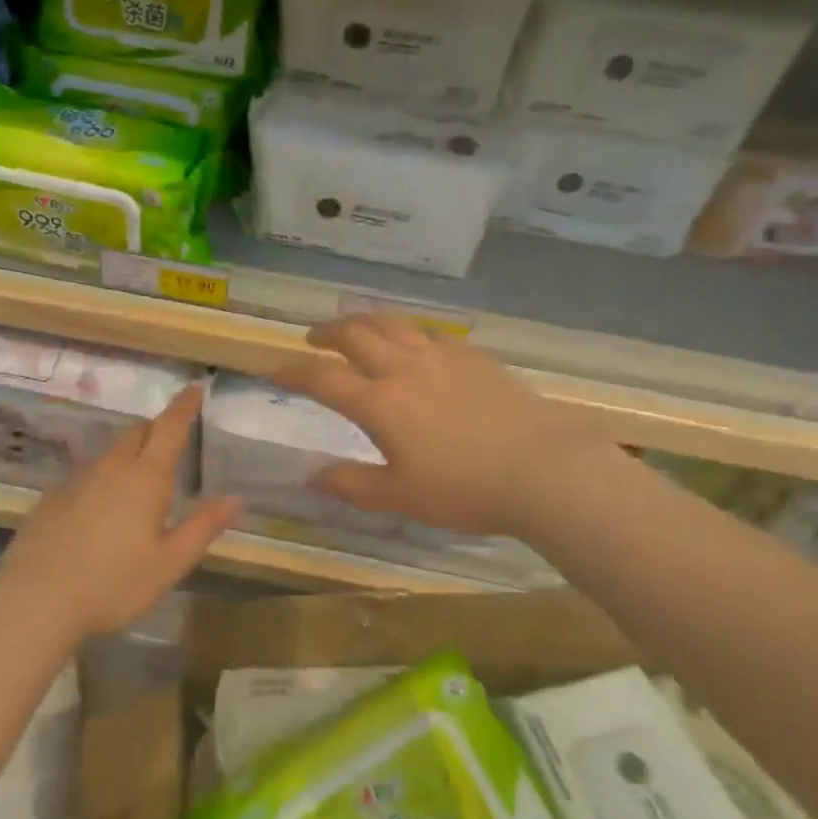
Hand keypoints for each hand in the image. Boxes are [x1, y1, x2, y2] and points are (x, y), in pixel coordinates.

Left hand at [0, 386, 242, 644]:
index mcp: (145, 479)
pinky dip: (100, 481)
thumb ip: (203, 526)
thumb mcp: (170, 562)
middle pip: (137, 433)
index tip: (194, 388)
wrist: (36, 601)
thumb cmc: (114, 584)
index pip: (169, 429)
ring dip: (127, 455)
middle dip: (155, 429)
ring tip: (137, 479)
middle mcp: (111, 469)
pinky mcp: (50, 499)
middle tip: (169, 439)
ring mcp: (76, 481)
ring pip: (108, 454)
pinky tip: (98, 510)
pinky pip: (84, 477)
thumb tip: (237, 499)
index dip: (183, 407)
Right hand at [273, 315, 606, 538]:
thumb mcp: (399, 497)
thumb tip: (312, 477)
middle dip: (327, 332)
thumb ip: (351, 485)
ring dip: (366, 321)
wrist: (542, 468)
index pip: (322, 379)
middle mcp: (404, 369)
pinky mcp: (474, 358)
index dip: (294, 373)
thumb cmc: (464, 489)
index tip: (275, 371)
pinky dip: (409, 333)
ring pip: (393, 324)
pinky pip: (431, 334)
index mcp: (379, 403)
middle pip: (355, 334)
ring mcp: (442, 357)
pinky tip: (416, 345)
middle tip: (313, 337)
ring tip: (356, 327)